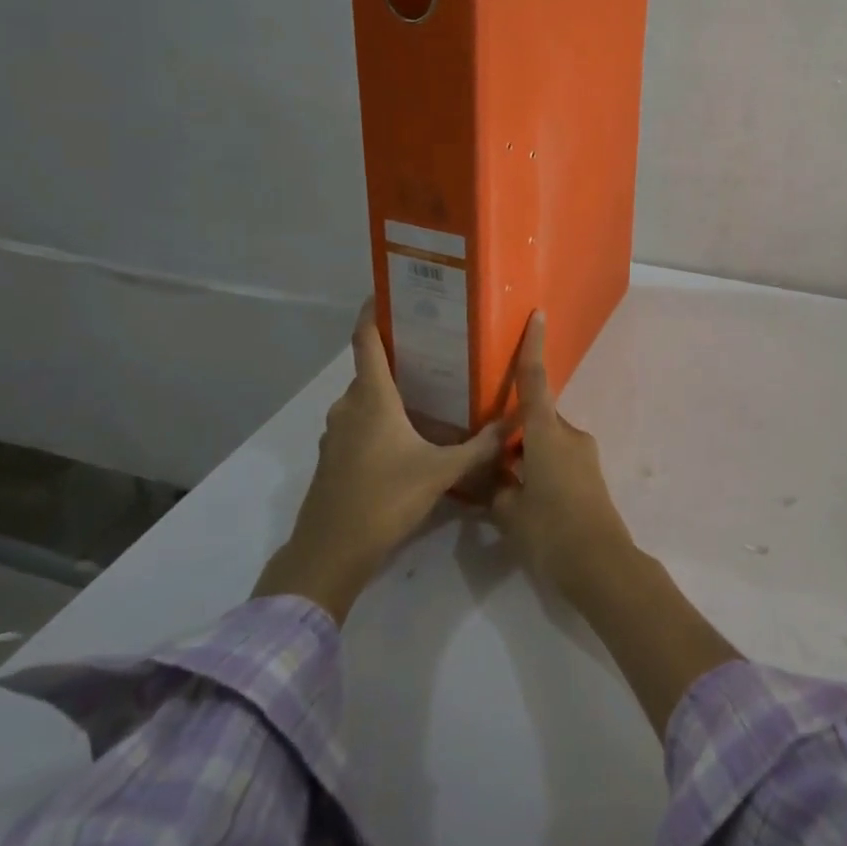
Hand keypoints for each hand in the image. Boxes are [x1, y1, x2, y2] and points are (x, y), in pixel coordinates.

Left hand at [254, 299, 505, 620]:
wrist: (330, 552)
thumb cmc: (384, 499)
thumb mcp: (441, 472)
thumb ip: (480, 447)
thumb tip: (516, 423)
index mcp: (372, 396)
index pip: (366, 339)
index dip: (372, 312)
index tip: (386, 292)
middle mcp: (348, 405)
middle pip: (369, 368)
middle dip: (396, 354)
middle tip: (432, 347)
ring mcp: (336, 432)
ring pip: (363, 397)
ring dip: (387, 389)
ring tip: (424, 388)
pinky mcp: (333, 457)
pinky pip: (356, 421)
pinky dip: (377, 416)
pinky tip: (404, 433)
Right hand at [488, 312, 635, 601]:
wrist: (602, 566)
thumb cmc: (551, 531)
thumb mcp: (509, 514)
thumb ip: (498, 490)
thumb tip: (496, 481)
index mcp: (546, 434)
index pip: (535, 381)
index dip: (533, 347)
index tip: (538, 315)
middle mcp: (568, 435)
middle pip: (536, 419)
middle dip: (514, 432)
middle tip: (487, 455)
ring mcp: (584, 455)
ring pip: (546, 443)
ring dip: (527, 456)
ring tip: (504, 488)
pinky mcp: (591, 476)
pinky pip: (558, 461)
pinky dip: (540, 470)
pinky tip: (526, 502)